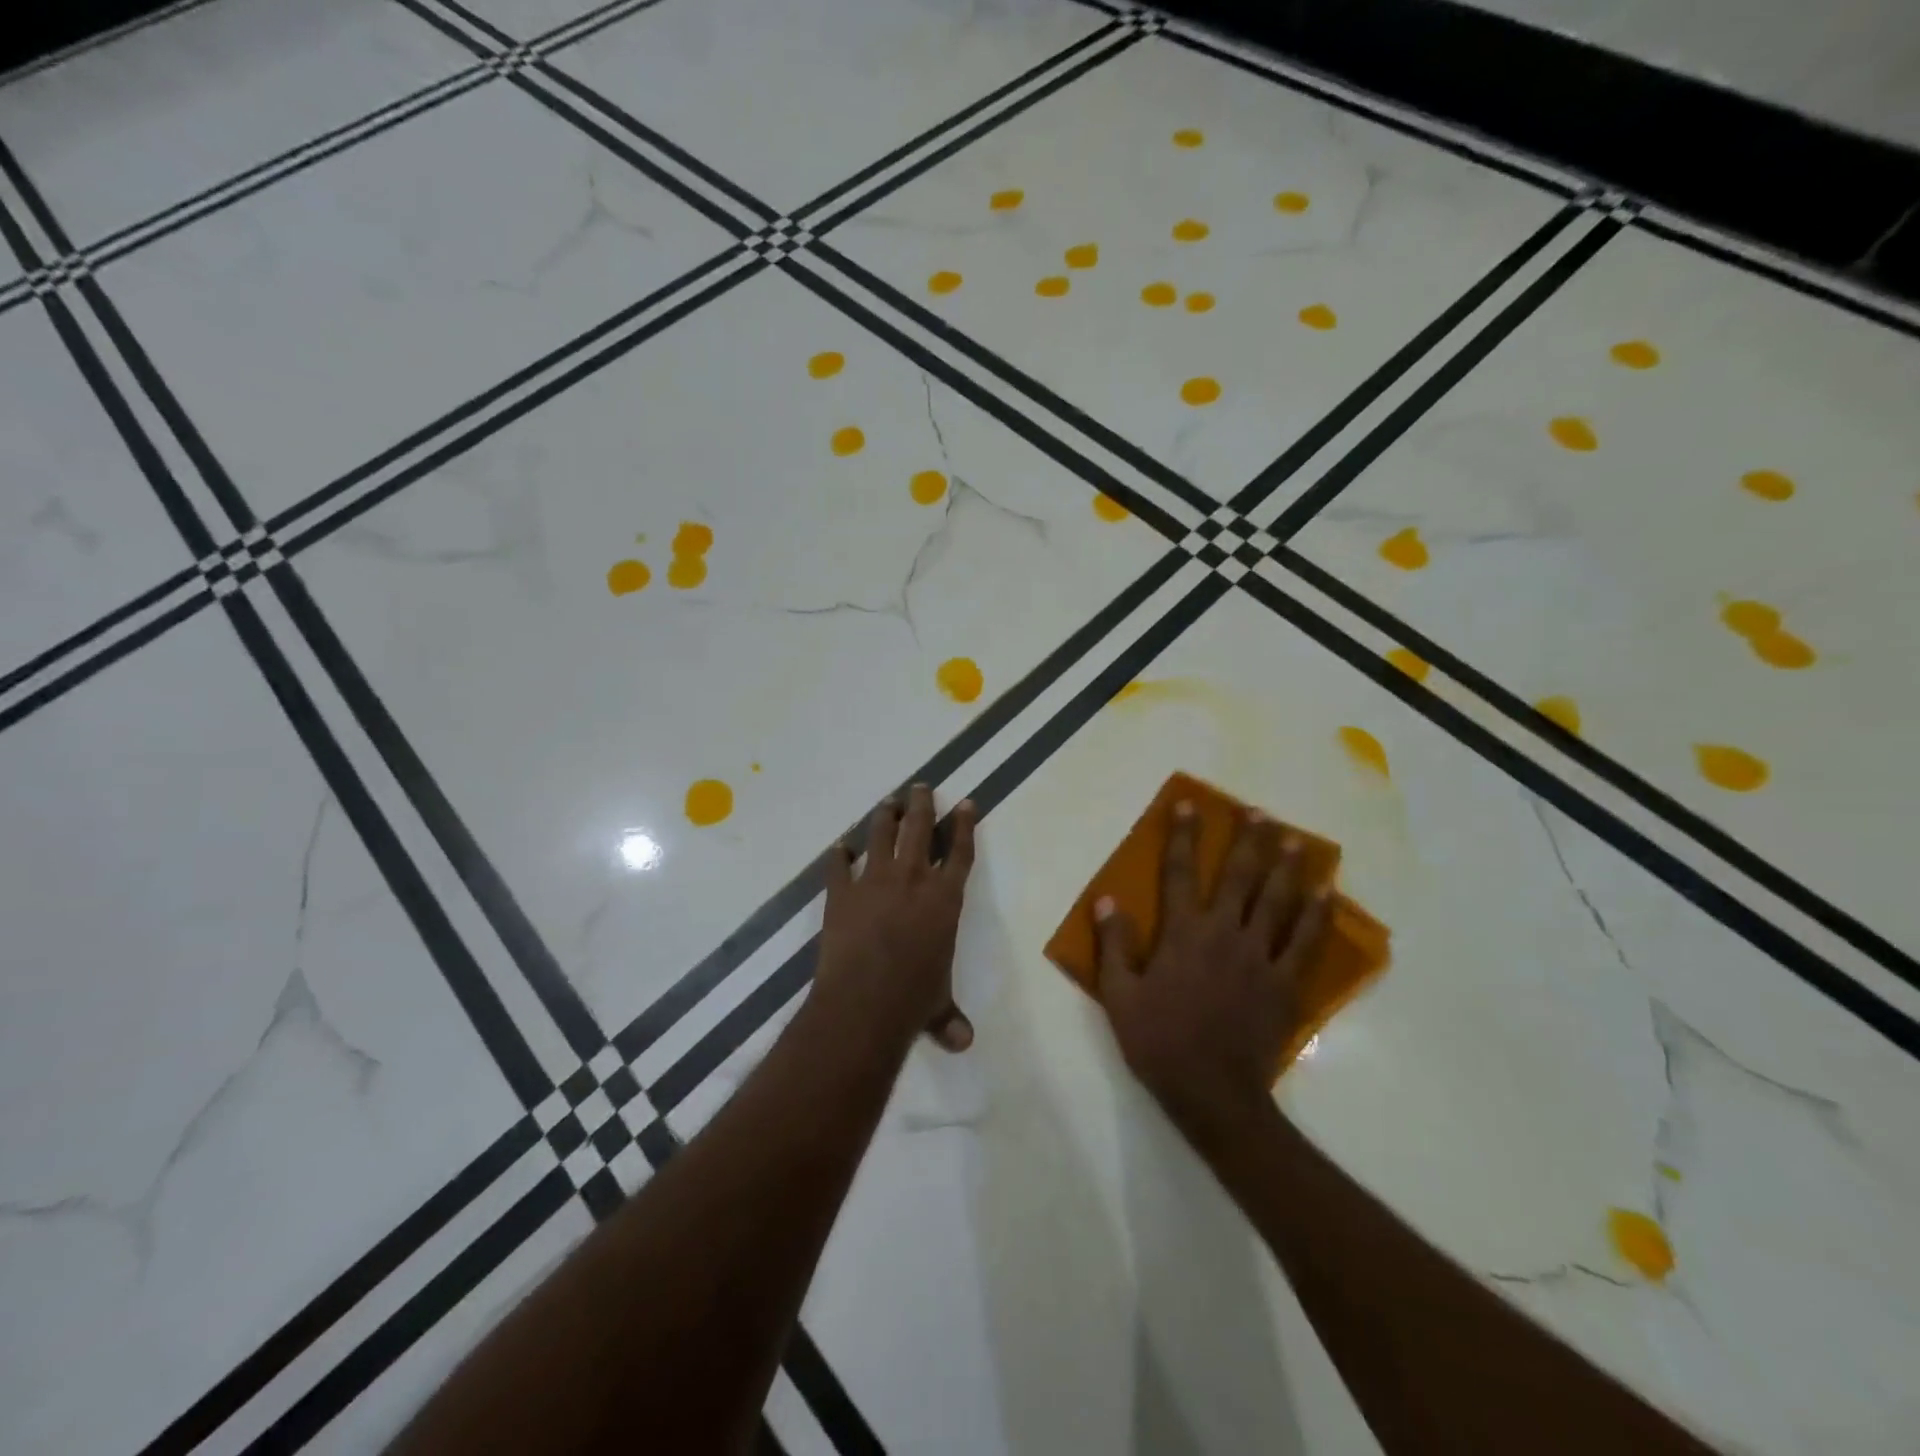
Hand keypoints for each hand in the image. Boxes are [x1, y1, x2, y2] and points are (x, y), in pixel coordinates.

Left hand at [816, 784, 976, 1051]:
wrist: (864, 1002)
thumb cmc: (913, 1000)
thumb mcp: (938, 1007)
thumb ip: (950, 1018)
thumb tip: (964, 1043)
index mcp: (944, 899)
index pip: (959, 853)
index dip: (964, 826)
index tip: (966, 803)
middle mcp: (912, 880)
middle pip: (920, 829)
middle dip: (922, 805)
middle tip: (921, 786)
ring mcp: (874, 882)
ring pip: (882, 836)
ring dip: (886, 816)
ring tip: (888, 802)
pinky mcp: (840, 894)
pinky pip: (839, 867)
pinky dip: (838, 856)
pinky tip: (839, 846)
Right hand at [1094, 799, 1331, 1146]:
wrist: (1213, 1093)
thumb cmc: (1160, 1041)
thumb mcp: (1120, 996)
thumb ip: (1114, 945)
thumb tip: (1106, 900)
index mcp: (1183, 935)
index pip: (1179, 873)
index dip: (1182, 837)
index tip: (1188, 806)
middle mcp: (1224, 934)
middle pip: (1238, 877)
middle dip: (1247, 841)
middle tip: (1258, 813)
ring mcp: (1260, 957)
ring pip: (1277, 902)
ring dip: (1286, 868)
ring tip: (1296, 840)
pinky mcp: (1286, 983)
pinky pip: (1307, 942)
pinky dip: (1318, 915)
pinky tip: (1327, 894)